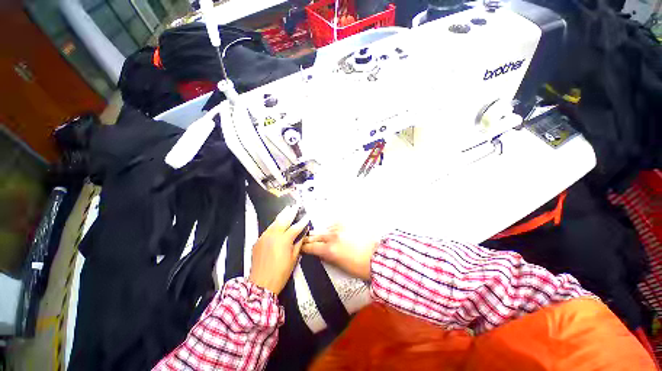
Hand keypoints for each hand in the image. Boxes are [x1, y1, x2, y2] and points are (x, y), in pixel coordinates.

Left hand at [249, 205, 309, 294]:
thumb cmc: (281, 273)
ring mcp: (264, 237)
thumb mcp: (294, 258)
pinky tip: (277, 223)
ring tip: (287, 209)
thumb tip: (303, 233)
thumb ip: (299, 243)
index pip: (296, 227)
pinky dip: (274, 225)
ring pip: (274, 223)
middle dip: (290, 212)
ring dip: (281, 216)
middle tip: (295, 206)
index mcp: (284, 240)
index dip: (302, 221)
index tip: (307, 216)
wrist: (260, 284)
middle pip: (283, 220)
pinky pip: (268, 230)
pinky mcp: (258, 241)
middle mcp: (273, 235)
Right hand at [302, 225, 378, 280]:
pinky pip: (335, 224)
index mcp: (330, 250)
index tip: (301, 246)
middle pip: (316, 236)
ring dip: (320, 232)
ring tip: (317, 234)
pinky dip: (331, 227)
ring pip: (325, 228)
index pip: (312, 247)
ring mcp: (340, 228)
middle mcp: (332, 237)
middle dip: (309, 238)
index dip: (305, 247)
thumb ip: (329, 257)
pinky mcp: (348, 224)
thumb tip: (322, 253)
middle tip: (305, 239)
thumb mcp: (341, 266)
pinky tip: (331, 229)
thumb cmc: (360, 266)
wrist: (378, 255)